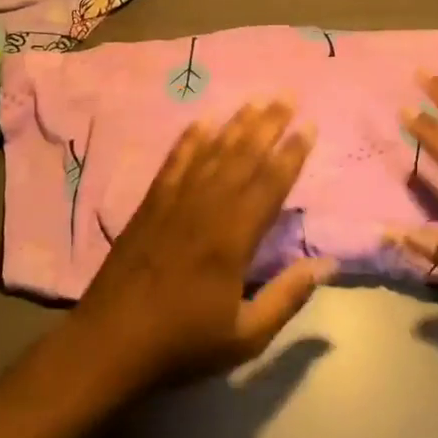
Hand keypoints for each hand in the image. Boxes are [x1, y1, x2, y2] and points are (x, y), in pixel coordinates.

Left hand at [68, 101, 335, 395]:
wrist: (110, 342)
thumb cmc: (182, 343)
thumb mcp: (245, 337)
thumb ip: (287, 297)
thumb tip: (327, 265)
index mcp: (234, 238)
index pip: (271, 184)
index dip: (292, 153)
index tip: (309, 125)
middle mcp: (207, 207)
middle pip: (243, 156)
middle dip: (269, 123)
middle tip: (287, 94)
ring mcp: (176, 201)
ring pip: (212, 152)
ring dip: (236, 124)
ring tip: (255, 100)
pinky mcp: (150, 204)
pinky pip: (174, 162)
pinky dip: (190, 140)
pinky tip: (202, 121)